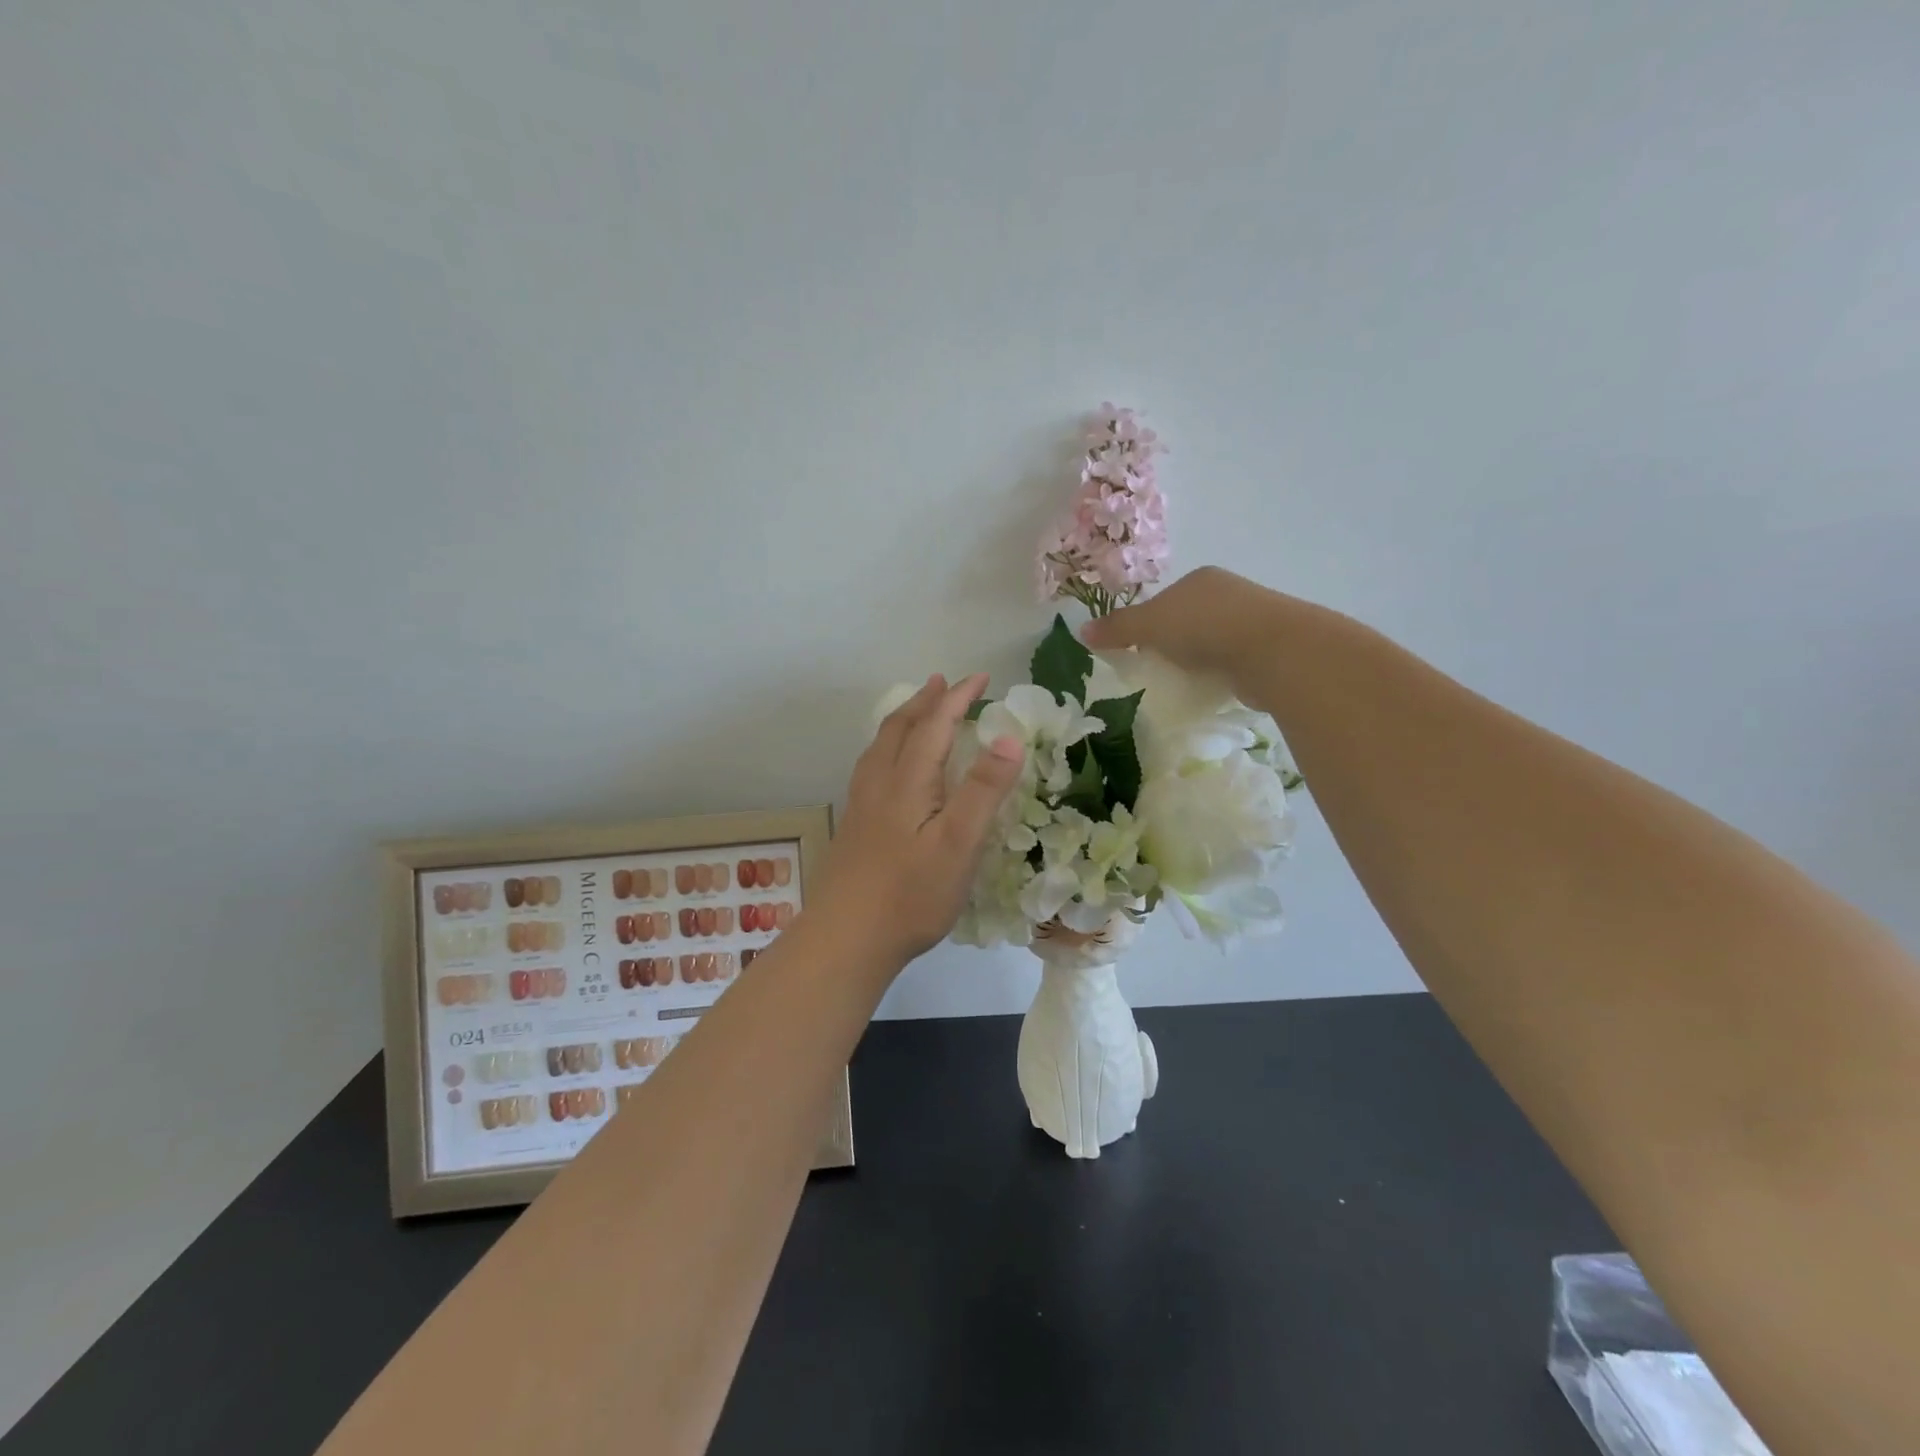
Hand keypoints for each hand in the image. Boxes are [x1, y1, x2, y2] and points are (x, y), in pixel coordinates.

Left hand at [810, 674, 1024, 972]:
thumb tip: (1008, 736)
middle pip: (900, 728)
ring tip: (918, 712)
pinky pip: (873, 767)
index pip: (935, 725)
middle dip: (926, 701)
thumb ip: (984, 790)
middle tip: (944, 683)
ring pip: (881, 747)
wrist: (846, 940)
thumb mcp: (959, 843)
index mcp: (908, 781)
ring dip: (904, 721)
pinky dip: (890, 748)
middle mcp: (880, 784)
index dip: (958, 697)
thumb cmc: (911, 894)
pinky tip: (892, 769)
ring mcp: (862, 806)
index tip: (981, 678)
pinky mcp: (855, 828)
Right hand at [1081, 566, 1277, 677]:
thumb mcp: (1150, 625)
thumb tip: (1082, 632)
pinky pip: (1232, 662)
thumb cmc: (1204, 627)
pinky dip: (1219, 674)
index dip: (1147, 624)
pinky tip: (1211, 689)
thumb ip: (1117, 628)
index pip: (1165, 600)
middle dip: (1173, 643)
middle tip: (1156, 670)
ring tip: (1182, 683)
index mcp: (1200, 580)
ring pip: (1212, 641)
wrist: (1271, 650)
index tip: (1137, 650)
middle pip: (1188, 620)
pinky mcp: (1267, 650)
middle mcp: (1228, 594)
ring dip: (1198, 660)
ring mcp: (1252, 621)